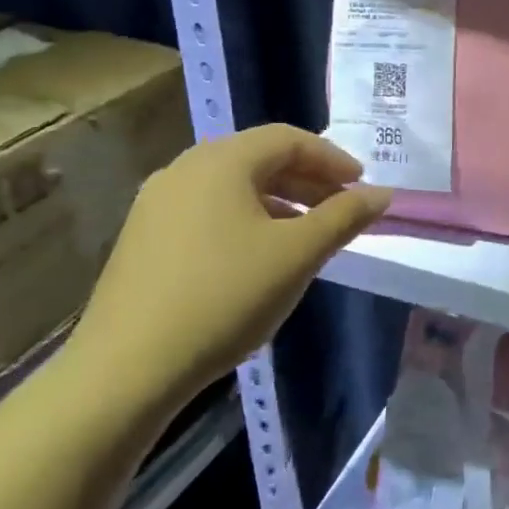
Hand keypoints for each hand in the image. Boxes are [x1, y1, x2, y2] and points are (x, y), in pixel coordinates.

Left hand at [69, 126, 392, 410]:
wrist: (126, 369)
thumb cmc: (225, 297)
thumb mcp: (298, 254)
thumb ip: (345, 216)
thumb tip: (382, 194)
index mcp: (221, 161)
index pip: (288, 139)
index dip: (332, 158)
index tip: (361, 185)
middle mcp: (184, 169)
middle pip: (259, 157)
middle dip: (308, 179)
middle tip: (342, 207)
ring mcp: (157, 204)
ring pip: (233, 186)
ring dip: (279, 199)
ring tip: (308, 232)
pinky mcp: (143, 237)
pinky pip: (208, 210)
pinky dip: (246, 218)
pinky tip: (260, 255)